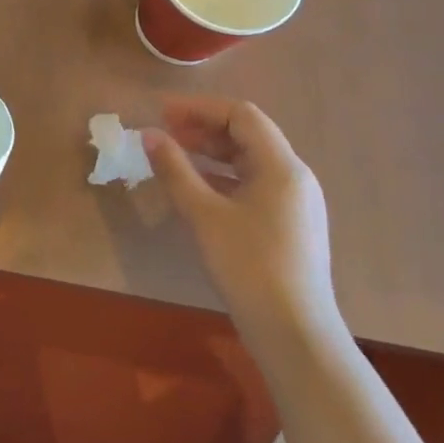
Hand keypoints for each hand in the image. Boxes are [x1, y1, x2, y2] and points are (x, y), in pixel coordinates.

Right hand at [143, 97, 336, 340]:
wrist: (294, 334)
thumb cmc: (249, 266)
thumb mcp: (204, 215)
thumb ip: (175, 170)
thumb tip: (149, 134)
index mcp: (282, 166)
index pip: (241, 115)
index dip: (199, 108)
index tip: (162, 113)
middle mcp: (294, 177)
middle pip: (247, 135)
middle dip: (203, 128)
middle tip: (163, 133)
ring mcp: (294, 203)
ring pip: (249, 161)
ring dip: (211, 153)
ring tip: (173, 156)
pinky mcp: (288, 225)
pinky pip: (253, 184)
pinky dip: (222, 177)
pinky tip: (196, 189)